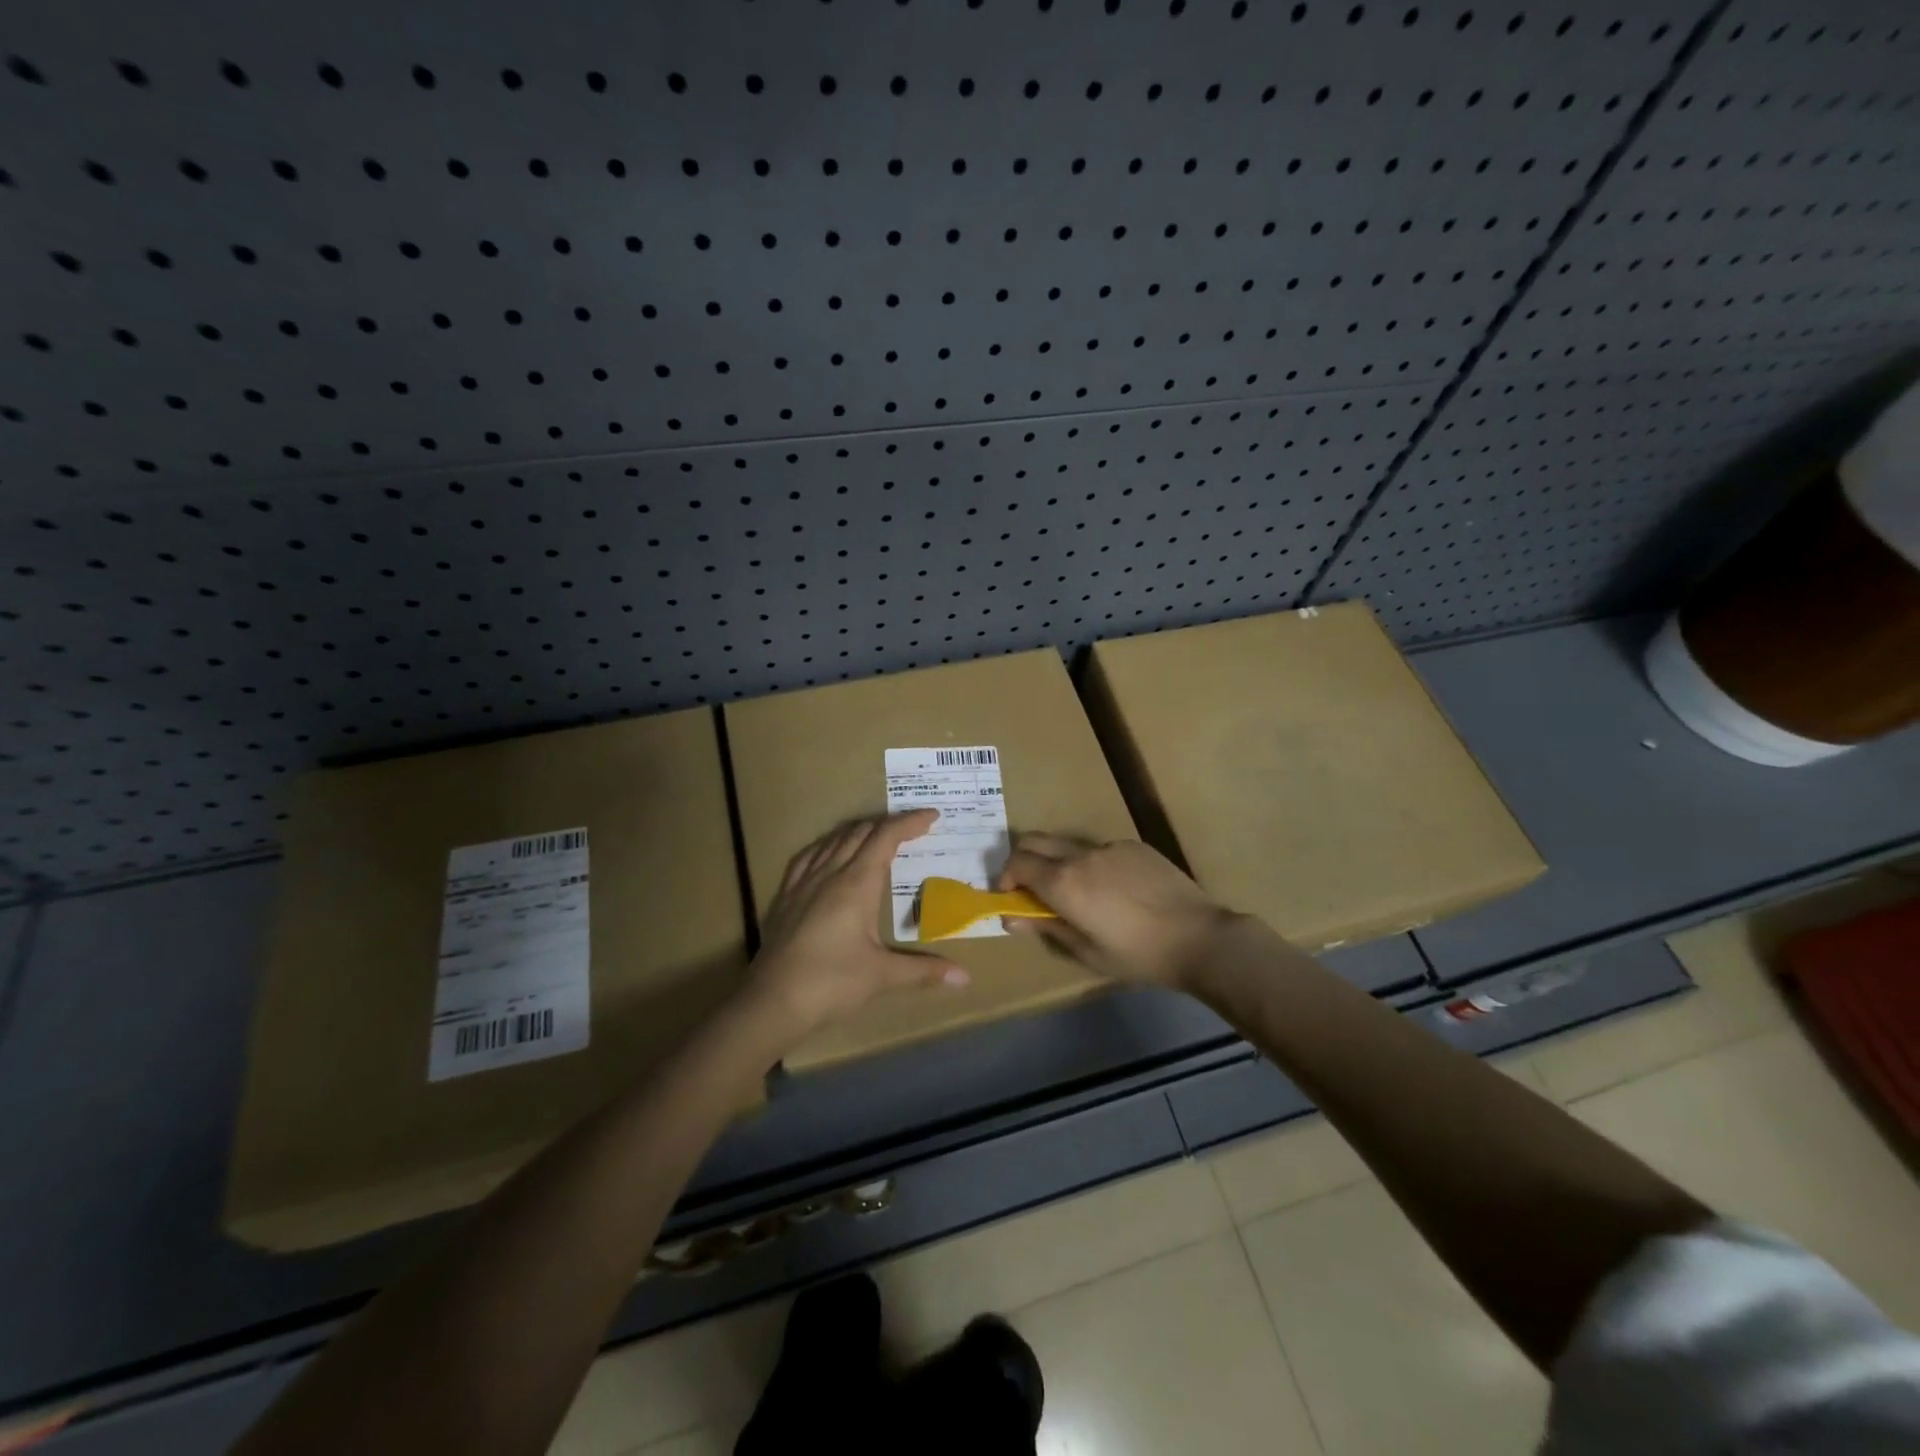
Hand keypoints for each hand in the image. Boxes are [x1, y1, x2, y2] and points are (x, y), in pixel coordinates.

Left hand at [743, 810, 968, 1040]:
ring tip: (877, 836)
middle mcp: (829, 872)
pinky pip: (809, 856)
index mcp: (856, 883)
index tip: (933, 816)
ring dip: (859, 831)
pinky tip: (829, 854)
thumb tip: (965, 978)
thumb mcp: (882, 976)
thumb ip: (924, 970)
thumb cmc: (831, 983)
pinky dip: (828, 845)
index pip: (886, 837)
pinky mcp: (785, 896)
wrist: (771, 1001)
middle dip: (889, 824)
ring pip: (834, 840)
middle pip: (861, 832)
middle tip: (912, 828)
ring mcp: (803, 882)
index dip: (910, 822)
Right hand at [997, 834, 1239, 988]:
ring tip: (1080, 894)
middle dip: (1023, 859)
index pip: (1018, 863)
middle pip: (1035, 841)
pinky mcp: (1134, 845)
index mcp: (1064, 882)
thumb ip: (1046, 927)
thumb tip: (1010, 916)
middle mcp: (1081, 855)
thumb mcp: (1086, 952)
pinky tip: (1117, 892)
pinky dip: (1093, 865)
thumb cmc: (1138, 955)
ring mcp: (1110, 846)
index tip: (1011, 896)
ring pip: (1069, 845)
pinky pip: (1101, 850)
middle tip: (1030, 886)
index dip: (1006, 877)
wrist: (1199, 938)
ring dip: (1059, 862)